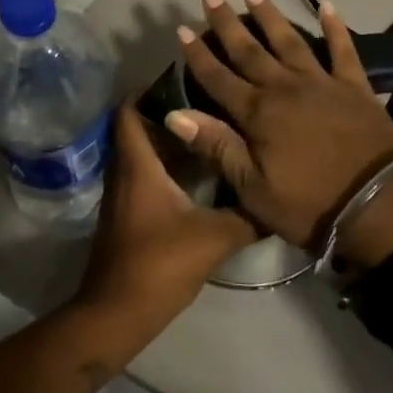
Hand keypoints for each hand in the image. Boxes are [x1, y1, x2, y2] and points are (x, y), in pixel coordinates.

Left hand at [74, 102, 259, 326]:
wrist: (117, 314)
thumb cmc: (159, 264)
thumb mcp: (213, 238)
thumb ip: (246, 216)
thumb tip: (276, 197)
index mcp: (137, 164)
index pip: (130, 109)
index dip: (151, 89)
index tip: (186, 78)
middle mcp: (125, 170)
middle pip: (138, 126)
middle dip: (167, 110)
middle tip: (206, 100)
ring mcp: (123, 193)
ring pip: (142, 151)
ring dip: (168, 139)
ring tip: (209, 129)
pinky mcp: (128, 213)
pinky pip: (144, 173)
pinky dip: (165, 163)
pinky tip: (198, 172)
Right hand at [163, 0, 392, 260]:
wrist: (380, 205)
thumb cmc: (311, 205)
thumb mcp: (254, 188)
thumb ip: (217, 146)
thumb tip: (175, 114)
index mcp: (258, 113)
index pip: (218, 78)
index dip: (198, 54)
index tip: (182, 28)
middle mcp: (284, 87)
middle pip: (249, 50)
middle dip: (227, 24)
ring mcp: (321, 82)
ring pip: (289, 41)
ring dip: (271, 17)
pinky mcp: (354, 86)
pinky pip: (343, 49)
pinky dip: (335, 26)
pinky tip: (327, 6)